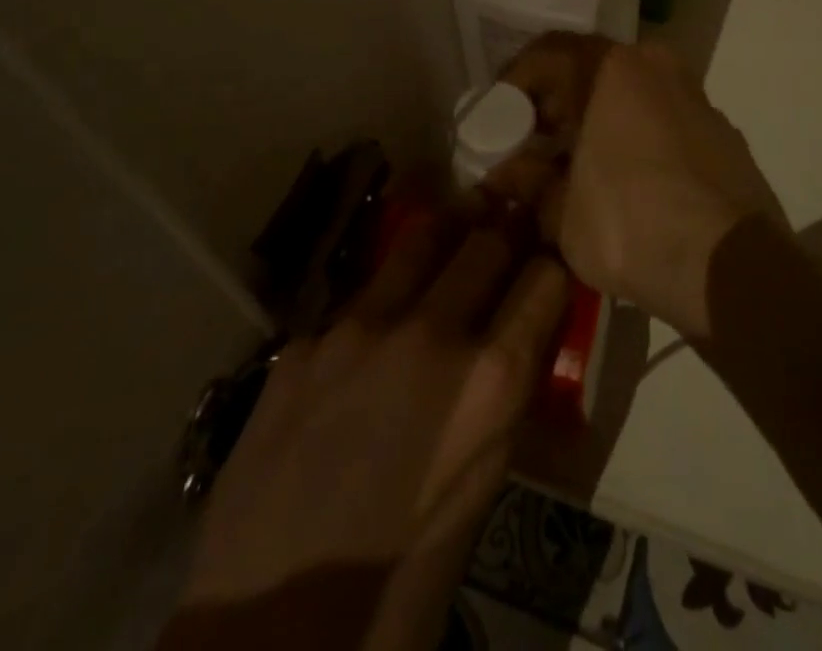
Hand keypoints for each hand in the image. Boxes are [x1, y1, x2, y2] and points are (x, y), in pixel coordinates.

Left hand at [176, 177, 567, 650]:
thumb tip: (522, 334)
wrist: (267, 631)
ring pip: (424, 238)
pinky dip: (387, 296)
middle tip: (517, 212)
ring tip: (462, 221)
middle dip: (511, 224)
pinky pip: (361, 295)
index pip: (546, 276)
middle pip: (490, 237)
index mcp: (488, 382)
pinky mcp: (304, 340)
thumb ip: (506, 396)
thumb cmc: (400, 578)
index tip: (552, 257)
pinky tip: (381, 321)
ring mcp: (359, 328)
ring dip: (453, 228)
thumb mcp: (483, 488)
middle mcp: (430, 334)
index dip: (555, 262)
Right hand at [504, 35, 785, 338]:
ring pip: (633, 94)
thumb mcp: (562, 211)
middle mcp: (657, 66)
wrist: (727, 264)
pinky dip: (638, 137)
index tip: (498, 117)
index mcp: (613, 68)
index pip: (549, 53)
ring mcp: (696, 97)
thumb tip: (503, 174)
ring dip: (600, 120)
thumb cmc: (629, 223)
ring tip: (578, 165)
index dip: (516, 83)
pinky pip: (665, 120)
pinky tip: (628, 180)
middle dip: (559, 104)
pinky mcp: (722, 132)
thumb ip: (529, 183)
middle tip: (534, 141)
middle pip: (593, 70)